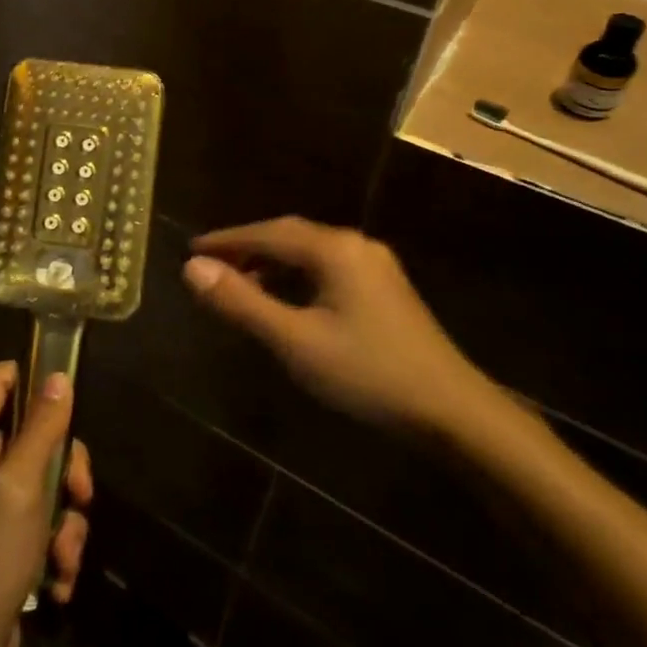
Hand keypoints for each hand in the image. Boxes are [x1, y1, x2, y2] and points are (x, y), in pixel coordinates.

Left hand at [0, 362, 93, 646]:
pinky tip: (57, 581)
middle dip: (63, 467)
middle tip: (80, 494)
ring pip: (41, 482)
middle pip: (30, 433)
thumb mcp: (21, 490)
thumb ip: (41, 430)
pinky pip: (36, 522)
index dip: (35, 382)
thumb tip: (58, 377)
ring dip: (64, 519)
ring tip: (64, 556)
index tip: (71, 406)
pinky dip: (53, 547)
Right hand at [184, 217, 496, 436]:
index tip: (192, 250)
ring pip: (309, 252)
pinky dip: (296, 275)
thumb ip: (242, 302)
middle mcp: (355, 245)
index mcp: (333, 249)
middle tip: (210, 265)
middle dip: (247, 247)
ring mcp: (375, 266)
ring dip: (271, 261)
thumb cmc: (368, 374)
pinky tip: (286, 298)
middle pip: (288, 235)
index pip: (266, 233)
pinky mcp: (385, 289)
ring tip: (239, 282)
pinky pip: (327, 268)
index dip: (226, 240)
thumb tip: (192, 269)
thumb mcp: (295, 340)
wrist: (454, 412)